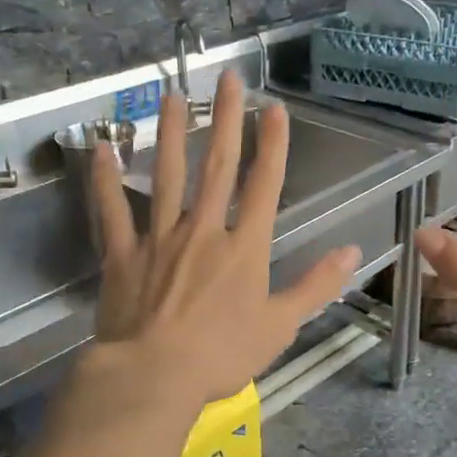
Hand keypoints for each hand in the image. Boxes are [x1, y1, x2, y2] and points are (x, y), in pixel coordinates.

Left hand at [88, 71, 360, 408]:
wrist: (154, 377)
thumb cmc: (223, 354)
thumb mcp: (281, 325)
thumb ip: (317, 285)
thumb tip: (353, 251)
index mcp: (244, 247)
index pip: (263, 185)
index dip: (272, 145)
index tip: (275, 108)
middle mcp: (204, 230)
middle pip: (217, 167)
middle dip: (226, 120)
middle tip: (229, 79)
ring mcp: (160, 238)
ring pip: (167, 176)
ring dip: (171, 134)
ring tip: (173, 95)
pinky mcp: (123, 254)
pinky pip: (113, 211)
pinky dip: (105, 180)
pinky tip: (103, 149)